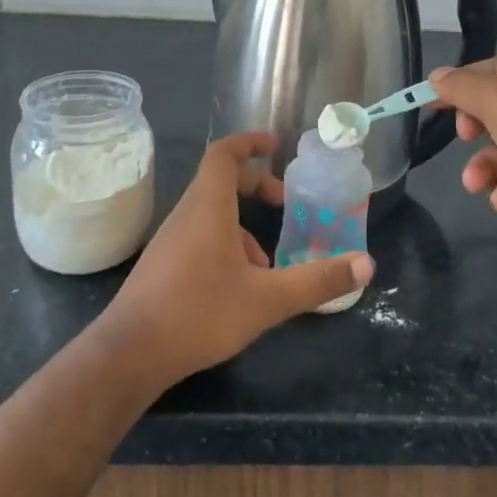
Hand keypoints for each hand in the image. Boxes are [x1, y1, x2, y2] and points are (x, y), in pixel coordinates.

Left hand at [102, 132, 373, 383]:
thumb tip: (367, 264)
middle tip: (285, 204)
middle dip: (256, 186)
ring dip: (243, 225)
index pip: (224, 154)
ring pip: (211, 214)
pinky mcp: (163, 265)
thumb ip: (317, 281)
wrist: (129, 354)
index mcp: (208, 207)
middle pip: (220, 181)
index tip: (275, 145)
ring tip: (269, 263)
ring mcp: (170, 240)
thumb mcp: (267, 299)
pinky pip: (200, 236)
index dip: (249, 142)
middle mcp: (186, 214)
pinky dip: (225, 245)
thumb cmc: (199, 313)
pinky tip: (239, 287)